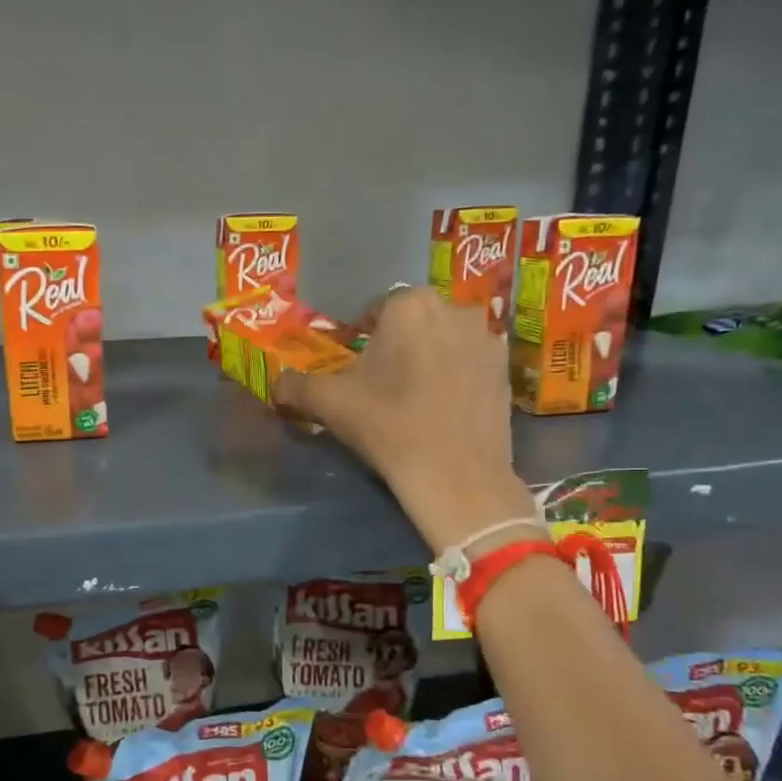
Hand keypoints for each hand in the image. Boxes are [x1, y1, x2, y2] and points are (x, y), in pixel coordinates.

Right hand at [274, 287, 536, 550]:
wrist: (456, 475)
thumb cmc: (388, 425)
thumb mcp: (329, 403)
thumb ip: (295, 386)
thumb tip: (276, 385)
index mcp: (409, 304)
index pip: (374, 311)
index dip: (358, 337)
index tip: (352, 368)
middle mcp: (454, 308)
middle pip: (413, 323)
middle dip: (396, 345)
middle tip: (379, 384)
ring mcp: (487, 339)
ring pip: (443, 341)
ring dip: (428, 358)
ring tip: (413, 398)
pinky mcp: (506, 371)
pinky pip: (469, 364)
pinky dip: (455, 378)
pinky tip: (443, 409)